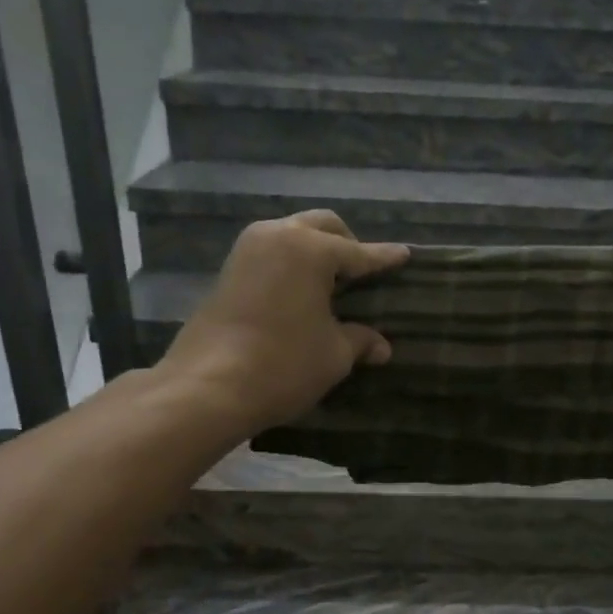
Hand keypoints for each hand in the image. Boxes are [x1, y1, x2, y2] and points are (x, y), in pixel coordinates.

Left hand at [157, 211, 408, 434]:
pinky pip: (271, 254)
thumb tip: (381, 346)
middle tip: (363, 271)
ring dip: (315, 250)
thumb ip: (360, 340)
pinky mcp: (228, 271)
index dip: (384, 258)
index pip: (359, 252)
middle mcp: (277, 236)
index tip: (404, 254)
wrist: (208, 386)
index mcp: (310, 249)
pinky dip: (291, 264)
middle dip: (347, 243)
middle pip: (322, 226)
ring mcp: (247, 251)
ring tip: (331, 282)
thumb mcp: (334, 354)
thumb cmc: (283, 364)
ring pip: (292, 234)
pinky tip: (301, 292)